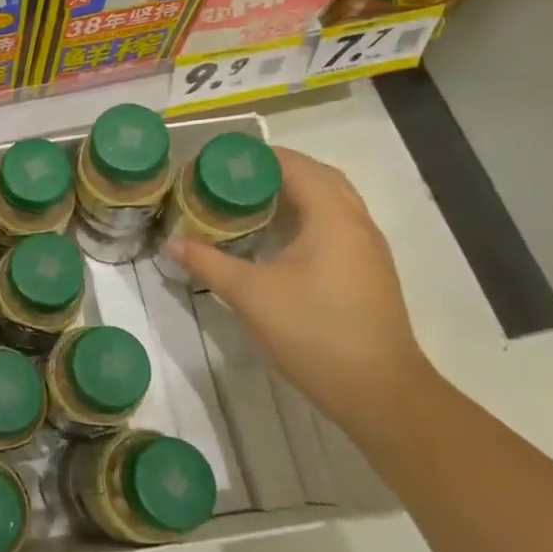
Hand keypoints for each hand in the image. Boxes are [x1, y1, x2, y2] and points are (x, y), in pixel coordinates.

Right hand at [164, 147, 432, 436]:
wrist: (380, 394)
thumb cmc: (314, 333)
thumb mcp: (250, 296)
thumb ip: (208, 263)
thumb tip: (172, 243)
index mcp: (333, 218)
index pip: (296, 166)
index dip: (258, 157)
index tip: (219, 160)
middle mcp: (357, 224)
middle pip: (318, 176)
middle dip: (276, 170)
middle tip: (232, 178)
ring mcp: (368, 250)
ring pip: (332, 201)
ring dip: (295, 192)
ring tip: (251, 200)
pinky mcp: (368, 272)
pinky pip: (336, 224)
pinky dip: (308, 216)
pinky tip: (278, 237)